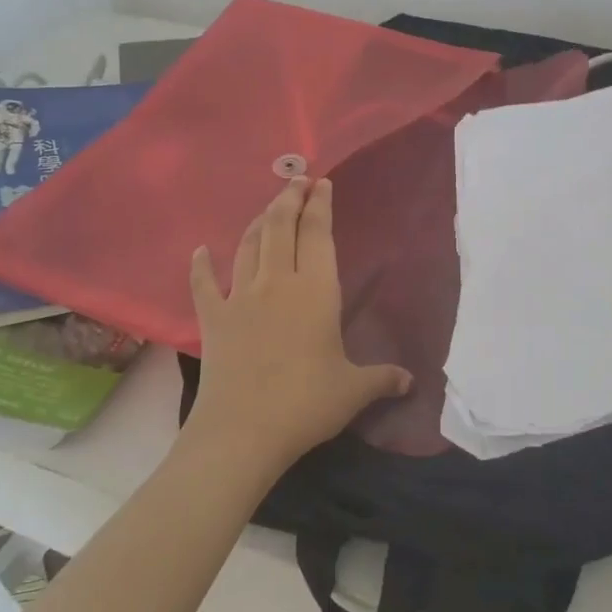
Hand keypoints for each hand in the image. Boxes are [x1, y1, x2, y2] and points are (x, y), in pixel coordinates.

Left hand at [184, 177, 410, 472]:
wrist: (242, 430)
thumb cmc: (306, 403)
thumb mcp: (353, 390)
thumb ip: (382, 379)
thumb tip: (411, 381)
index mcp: (315, 290)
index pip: (318, 234)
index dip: (320, 205)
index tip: (321, 183)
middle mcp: (277, 282)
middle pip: (280, 227)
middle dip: (288, 199)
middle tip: (295, 180)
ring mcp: (240, 297)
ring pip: (247, 246)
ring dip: (257, 223)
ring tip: (266, 209)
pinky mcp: (213, 319)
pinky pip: (203, 285)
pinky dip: (201, 266)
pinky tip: (200, 252)